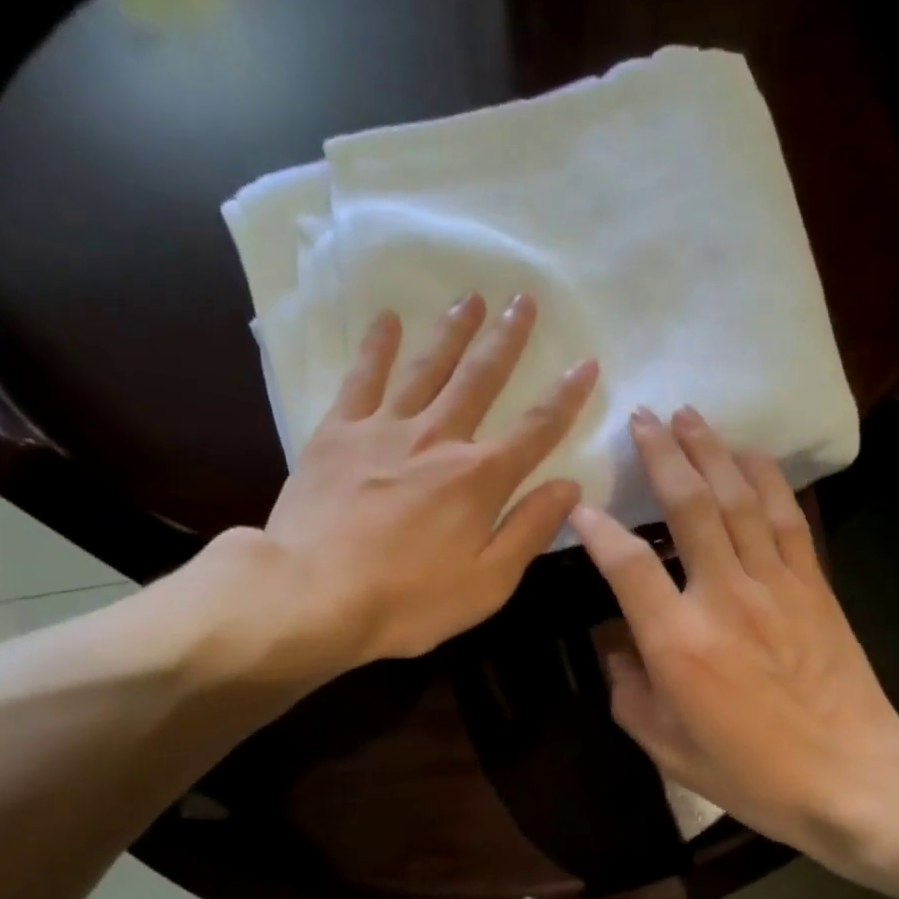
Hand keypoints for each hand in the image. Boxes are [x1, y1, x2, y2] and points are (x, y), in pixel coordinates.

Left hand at [171, 292, 594, 697]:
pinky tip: (389, 321)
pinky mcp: (337, 434)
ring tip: (471, 298)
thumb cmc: (408, 601)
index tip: (586, 361)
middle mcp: (438, 440)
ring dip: (453, 331)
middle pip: (481, 379)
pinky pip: (362, 379)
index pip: (536, 428)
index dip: (566, 395)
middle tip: (525, 299)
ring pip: (427, 367)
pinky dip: (377, 347)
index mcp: (480, 478)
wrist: (312, 596)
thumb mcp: (487, 583)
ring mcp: (384, 430)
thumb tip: (569, 487)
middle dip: (508, 339)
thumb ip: (529, 530)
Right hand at [570, 407, 898, 858]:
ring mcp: (775, 585)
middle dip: (662, 456)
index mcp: (678, 642)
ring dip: (712, 451)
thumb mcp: (668, 749)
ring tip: (690, 416)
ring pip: (739, 499)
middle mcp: (723, 597)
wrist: (852, 774)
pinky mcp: (814, 584)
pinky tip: (750, 455)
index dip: (598, 530)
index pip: (627, 566)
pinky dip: (766, 479)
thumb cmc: (752, 773)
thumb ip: (630, 694)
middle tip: (643, 418)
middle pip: (689, 507)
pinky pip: (786, 518)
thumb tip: (617, 650)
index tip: (582, 506)